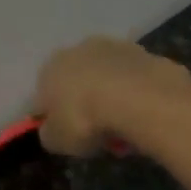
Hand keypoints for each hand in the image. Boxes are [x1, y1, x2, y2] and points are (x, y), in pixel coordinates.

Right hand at [33, 36, 190, 155]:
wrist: (137, 98)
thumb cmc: (86, 120)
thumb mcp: (57, 141)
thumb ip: (50, 134)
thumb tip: (51, 131)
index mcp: (51, 69)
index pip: (45, 96)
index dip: (56, 119)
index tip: (70, 137)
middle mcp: (79, 50)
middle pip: (79, 84)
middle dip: (87, 106)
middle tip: (99, 134)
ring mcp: (115, 48)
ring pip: (109, 80)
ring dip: (114, 101)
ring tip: (126, 129)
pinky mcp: (145, 54)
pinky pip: (136, 83)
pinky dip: (138, 97)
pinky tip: (144, 117)